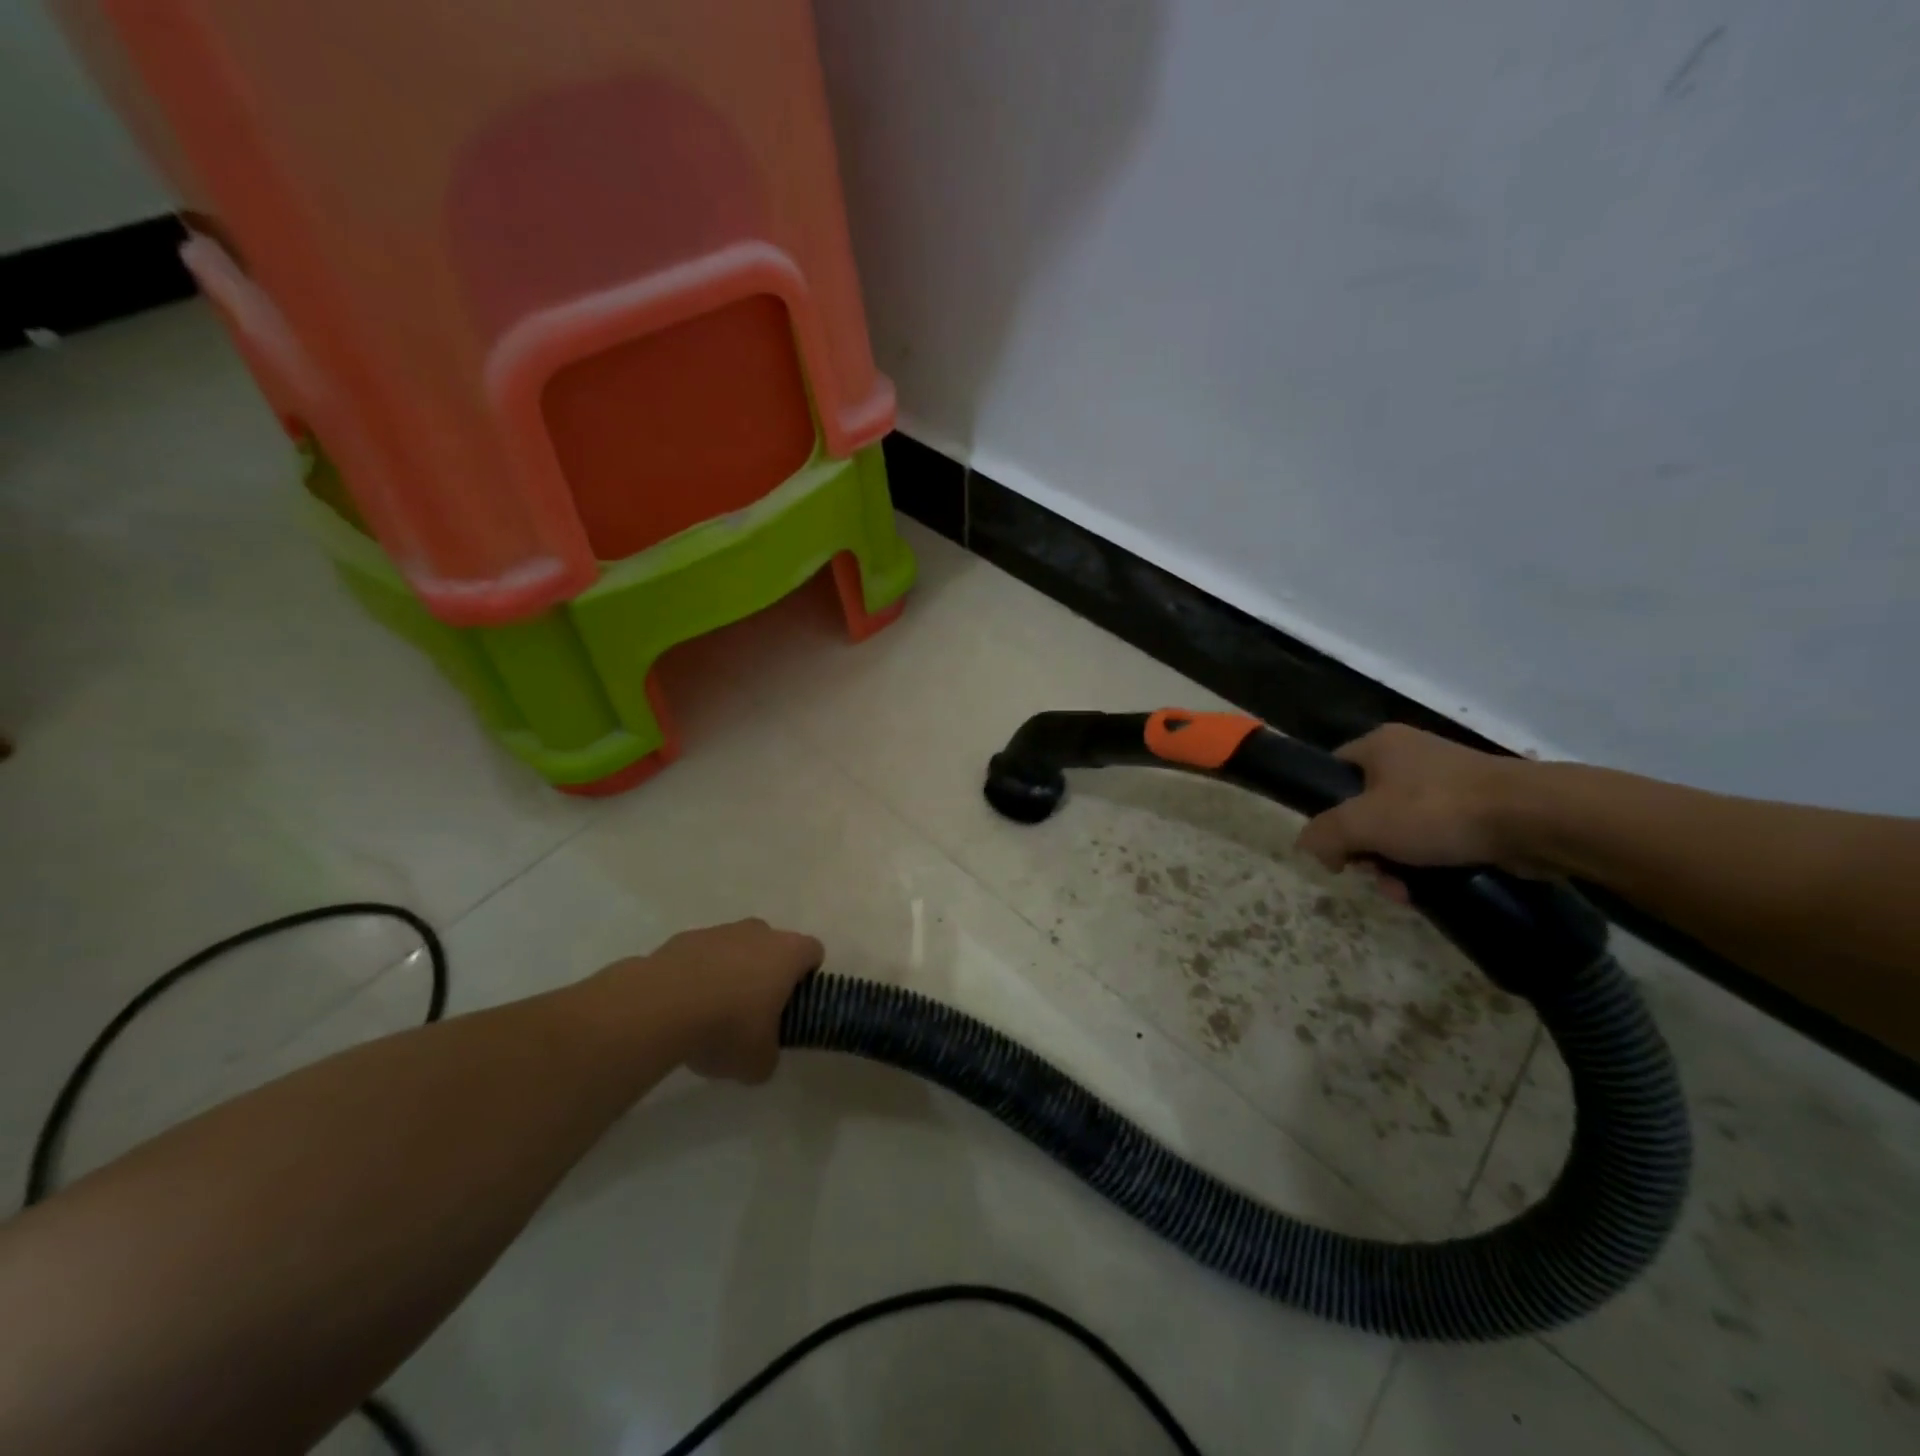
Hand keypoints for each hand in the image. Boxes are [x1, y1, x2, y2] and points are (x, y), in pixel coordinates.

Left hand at [594, 919, 823, 1084]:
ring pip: (735, 948)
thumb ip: (769, 1054)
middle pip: (773, 945)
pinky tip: (682, 1006)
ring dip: (730, 972)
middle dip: (767, 972)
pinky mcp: (683, 938)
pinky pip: (701, 956)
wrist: (660, 1007)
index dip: (807, 977)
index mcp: (788, 953)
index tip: (793, 1004)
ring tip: (711, 1012)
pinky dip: (698, 974)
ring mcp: (719, 931)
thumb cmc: (727, 1027)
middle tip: (754, 1010)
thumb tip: (762, 1055)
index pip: (813, 952)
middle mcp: (759, 932)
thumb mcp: (758, 1061)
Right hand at [1296, 725, 1540, 882]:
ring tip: (1404, 891)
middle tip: (1370, 873)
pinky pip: (1436, 838)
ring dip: (1393, 864)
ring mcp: (1448, 782)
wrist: (1536, 819)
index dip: (1324, 808)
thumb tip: (1310, 847)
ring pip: (1400, 829)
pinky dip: (1427, 864)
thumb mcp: (1362, 823)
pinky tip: (1428, 889)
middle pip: (1364, 808)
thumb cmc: (1436, 810)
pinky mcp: (1479, 808)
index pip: (1332, 771)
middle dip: (1364, 849)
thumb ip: (1324, 834)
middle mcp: (1410, 756)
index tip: (1333, 843)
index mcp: (1379, 745)